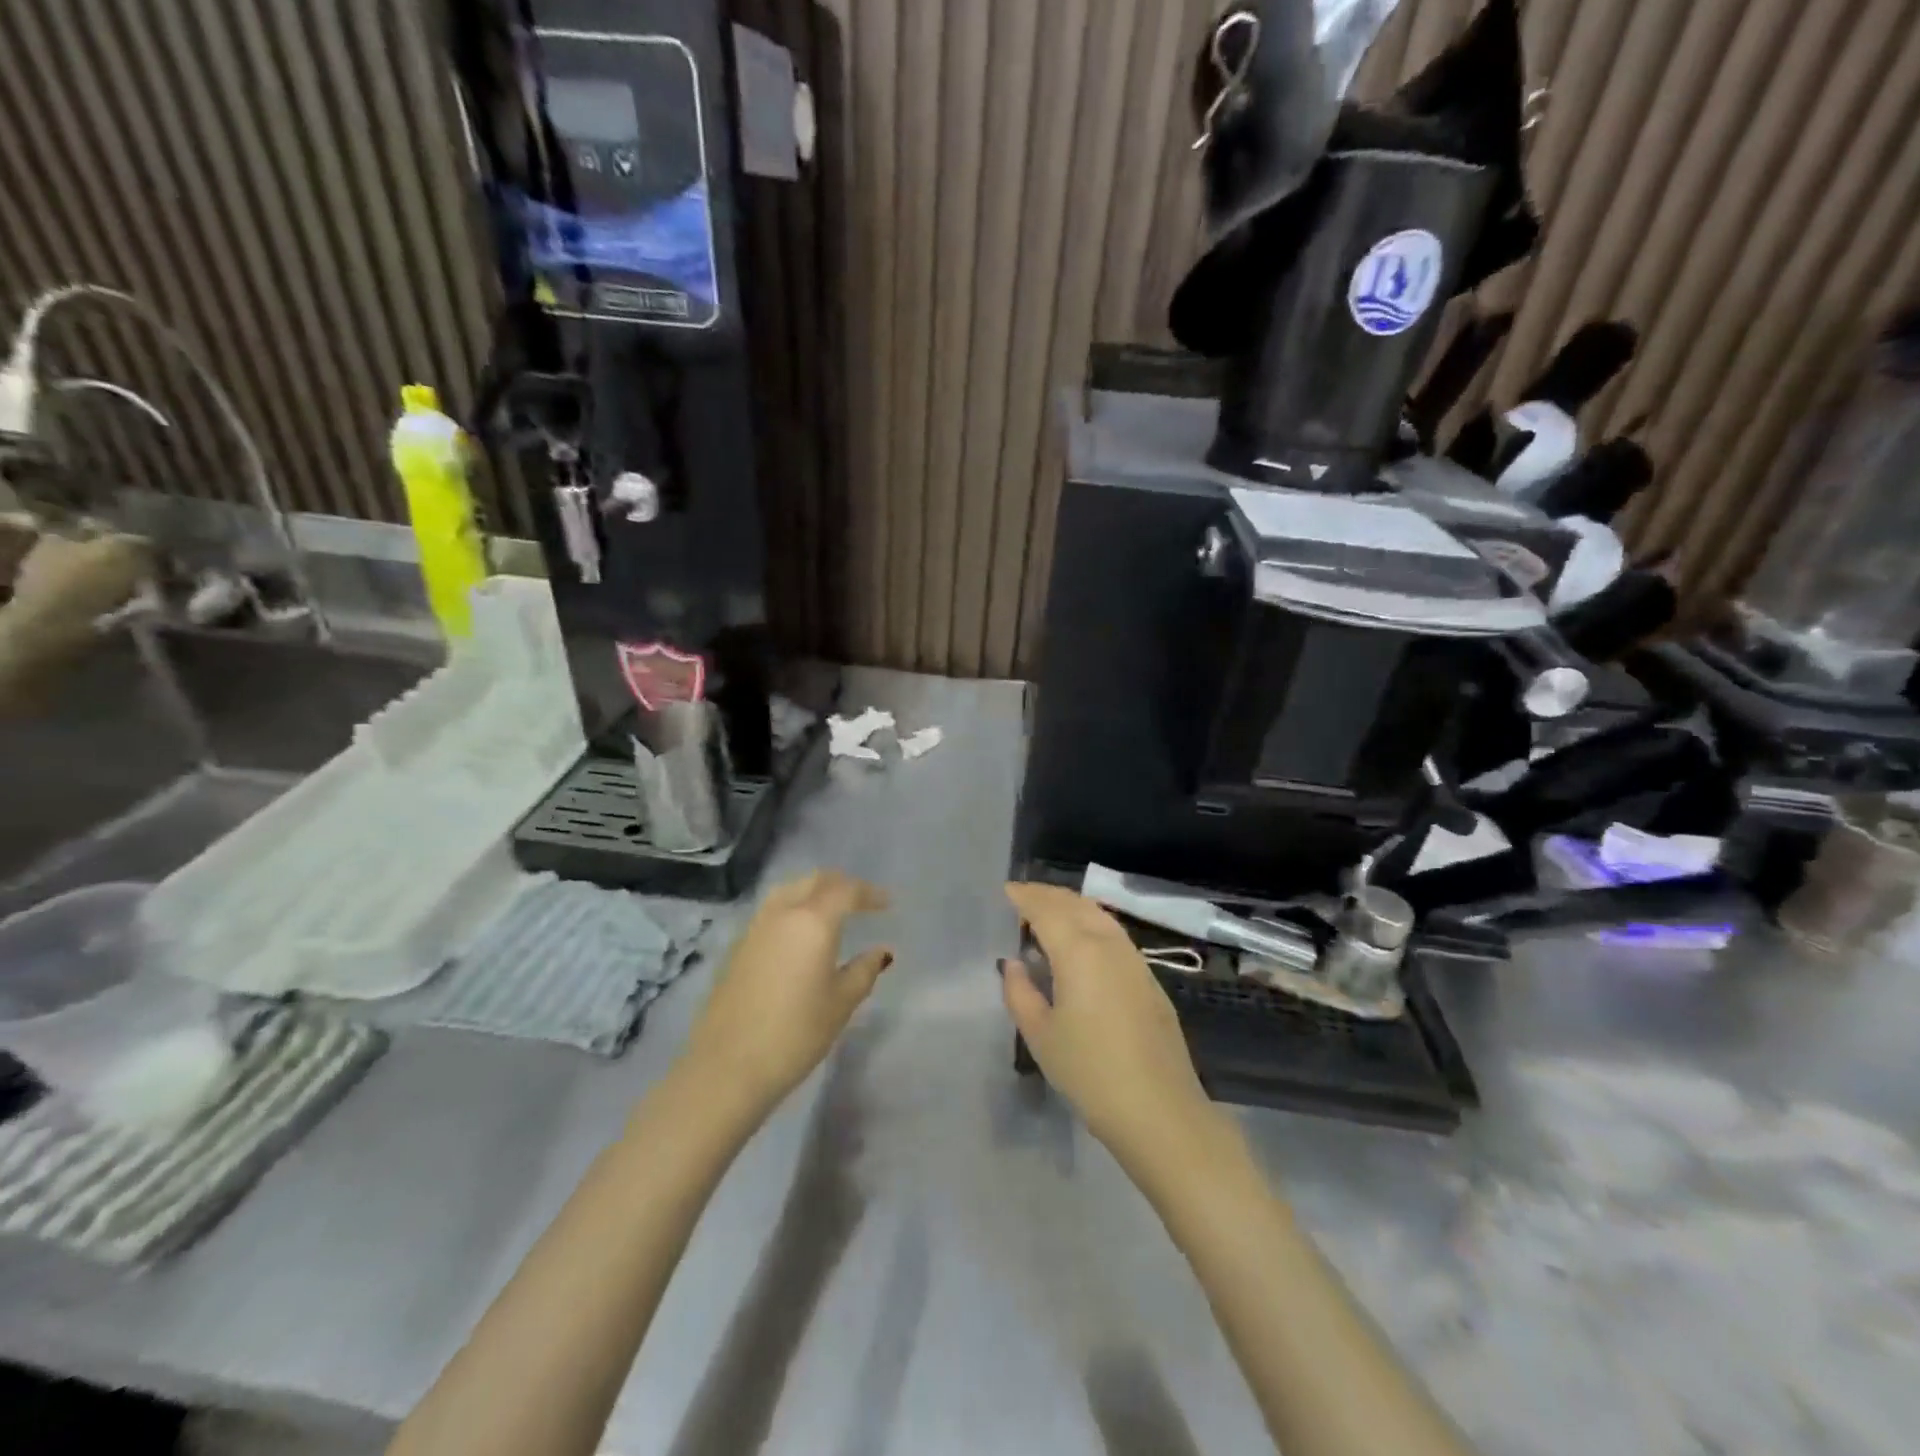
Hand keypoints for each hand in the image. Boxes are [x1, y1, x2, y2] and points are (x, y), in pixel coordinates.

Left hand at [682, 870, 893, 1118]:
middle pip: (814, 881)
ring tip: (831, 910)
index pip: (845, 890)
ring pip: (789, 891)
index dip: (869, 893)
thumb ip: (863, 970)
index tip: (886, 903)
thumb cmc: (795, 1034)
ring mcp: (755, 927)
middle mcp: (782, 913)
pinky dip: (793, 908)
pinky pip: (772, 910)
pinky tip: (800, 933)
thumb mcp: (841, 1003)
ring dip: (814, 891)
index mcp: (812, 921)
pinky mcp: (738, 946)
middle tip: (861, 900)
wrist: (726, 1067)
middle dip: (840, 884)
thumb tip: (880, 951)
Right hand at [1001, 882, 1222, 1172]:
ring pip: (1099, 915)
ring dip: (1072, 906)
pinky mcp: (1149, 979)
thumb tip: (1014, 964)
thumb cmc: (1090, 1073)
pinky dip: (1091, 924)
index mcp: (1079, 951)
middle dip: (1048, 895)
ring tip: (1048, 914)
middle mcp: (1109, 944)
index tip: (1006, 891)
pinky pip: (1114, 934)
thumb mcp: (1040, 1036)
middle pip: (1076, 904)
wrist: (1160, 1110)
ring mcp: (1134, 960)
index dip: (1025, 897)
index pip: (1047, 909)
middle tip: (1023, 898)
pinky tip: (1080, 943)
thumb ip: (1020, 993)